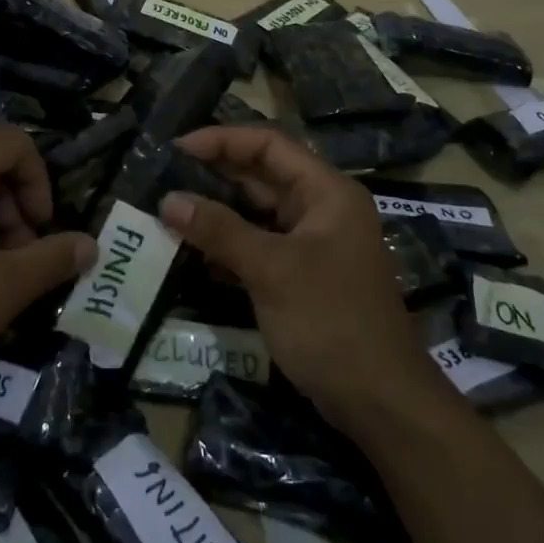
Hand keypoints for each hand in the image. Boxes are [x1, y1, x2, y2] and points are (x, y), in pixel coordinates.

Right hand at [159, 125, 438, 428]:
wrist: (380, 402)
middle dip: (214, 174)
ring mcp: (311, 244)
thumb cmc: (331, 321)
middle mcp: (320, 208)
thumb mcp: (272, 270)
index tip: (177, 148)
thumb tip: (167, 201)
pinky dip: (227, 244)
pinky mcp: (300, 275)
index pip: (269, 145)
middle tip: (163, 177)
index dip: (222, 139)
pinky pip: (258, 245)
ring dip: (216, 210)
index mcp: (326, 192)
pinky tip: (191, 249)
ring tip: (168, 209)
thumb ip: (219, 231)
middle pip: (261, 175)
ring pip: (256, 213)